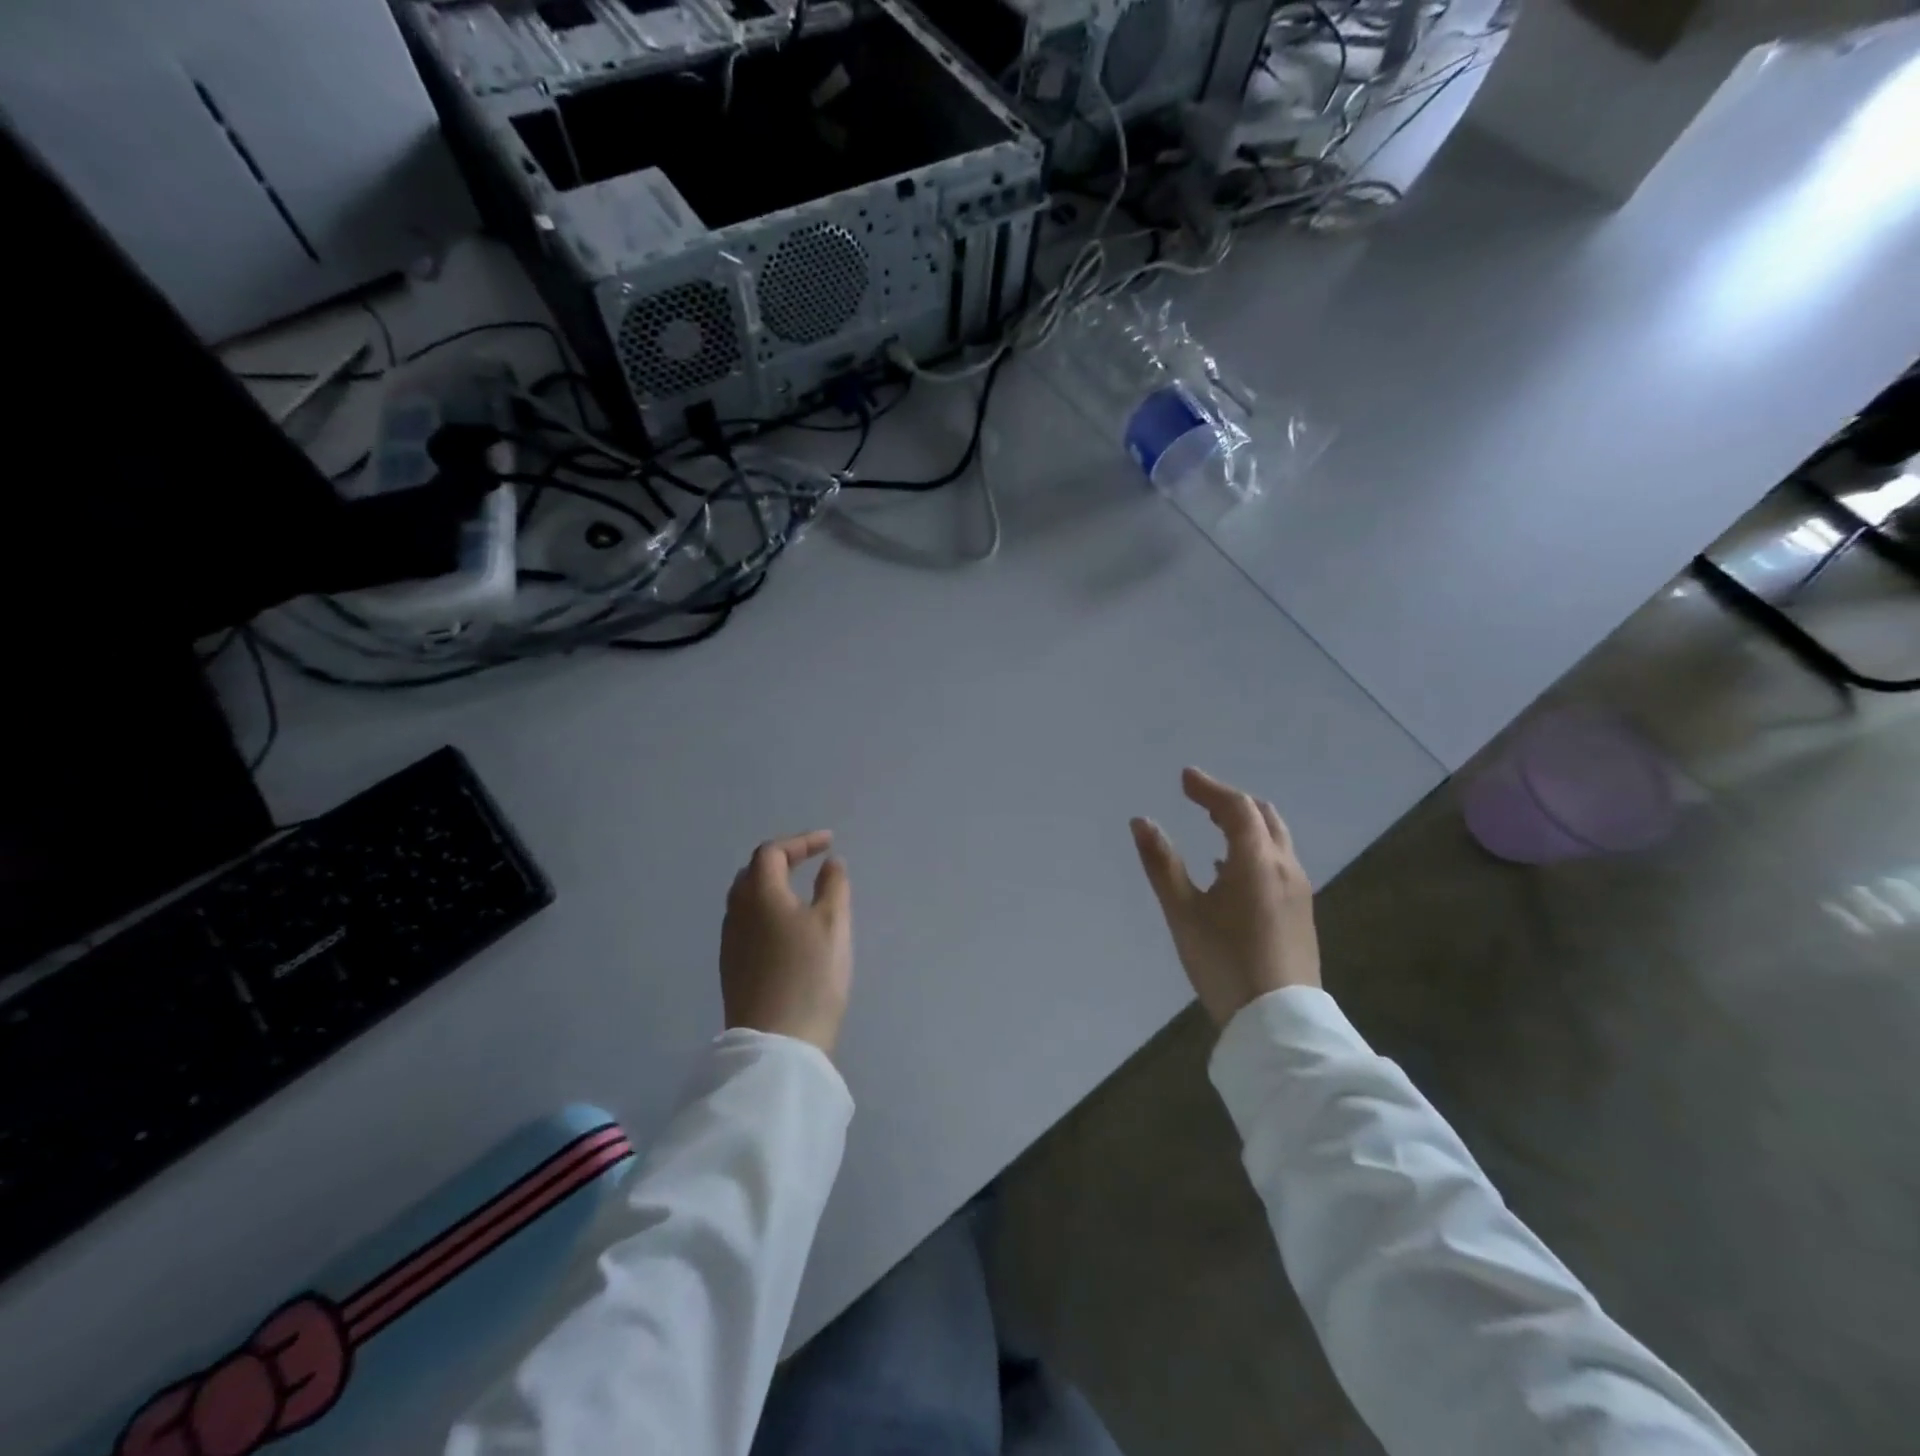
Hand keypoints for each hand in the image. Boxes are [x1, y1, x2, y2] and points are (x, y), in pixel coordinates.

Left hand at [720, 831, 852, 1055]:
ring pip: (746, 899)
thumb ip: (833, 886)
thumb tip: (829, 863)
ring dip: (772, 886)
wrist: (778, 1043)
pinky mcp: (732, 967)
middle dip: (782, 860)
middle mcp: (737, 912)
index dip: (800, 842)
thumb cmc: (811, 975)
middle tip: (810, 861)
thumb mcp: (834, 924)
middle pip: (753, 872)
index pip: (772, 853)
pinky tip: (786, 927)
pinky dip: (766, 911)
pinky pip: (746, 923)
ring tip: (800, 891)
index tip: (829, 843)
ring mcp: (730, 942)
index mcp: (760, 894)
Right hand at [1130, 768, 1320, 1025]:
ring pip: (1274, 838)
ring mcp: (1298, 890)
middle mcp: (1284, 866)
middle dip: (1230, 801)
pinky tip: (1229, 870)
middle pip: (1262, 816)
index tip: (1184, 777)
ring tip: (1212, 825)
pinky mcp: (1300, 912)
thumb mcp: (1183, 913)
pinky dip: (1254, 848)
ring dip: (1245, 823)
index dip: (1209, 788)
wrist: (1279, 1022)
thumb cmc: (1224, 962)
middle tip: (1198, 799)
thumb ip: (1162, 863)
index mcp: (1256, 860)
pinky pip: (1277, 861)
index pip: (1236, 807)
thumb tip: (1141, 821)